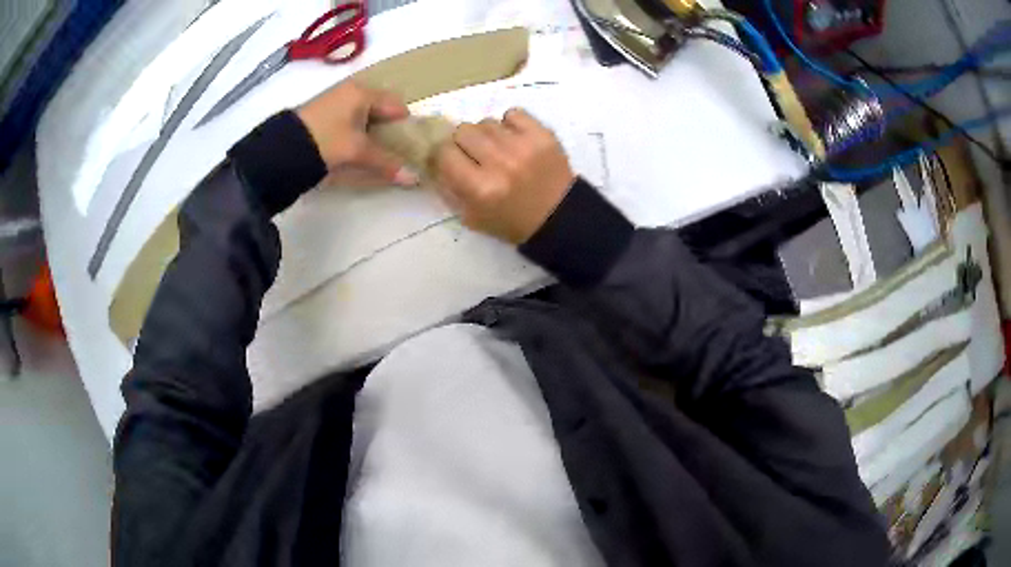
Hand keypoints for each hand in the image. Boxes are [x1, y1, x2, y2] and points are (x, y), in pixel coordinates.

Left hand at [297, 80, 418, 185]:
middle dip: (389, 129)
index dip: (406, 124)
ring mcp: (335, 102)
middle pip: (380, 109)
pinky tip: (356, 150)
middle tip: (396, 150)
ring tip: (376, 153)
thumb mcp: (357, 151)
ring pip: (364, 116)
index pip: (396, 105)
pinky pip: (350, 121)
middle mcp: (350, 91)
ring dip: (372, 133)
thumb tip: (415, 178)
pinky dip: (357, 133)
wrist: (280, 150)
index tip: (411, 144)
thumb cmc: (325, 140)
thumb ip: (386, 162)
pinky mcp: (323, 115)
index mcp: (362, 92)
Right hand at [432, 109, 574, 243]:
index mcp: (480, 188)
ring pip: (486, 122)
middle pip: (463, 131)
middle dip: (464, 143)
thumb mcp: (471, 217)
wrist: (559, 218)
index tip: (450, 160)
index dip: (443, 155)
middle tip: (475, 155)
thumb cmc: (511, 222)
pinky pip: (513, 113)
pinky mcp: (542, 135)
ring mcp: (522, 146)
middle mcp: (499, 163)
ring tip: (499, 150)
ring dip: (487, 134)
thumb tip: (431, 160)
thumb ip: (448, 188)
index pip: (444, 153)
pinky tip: (514, 139)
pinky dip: (510, 124)